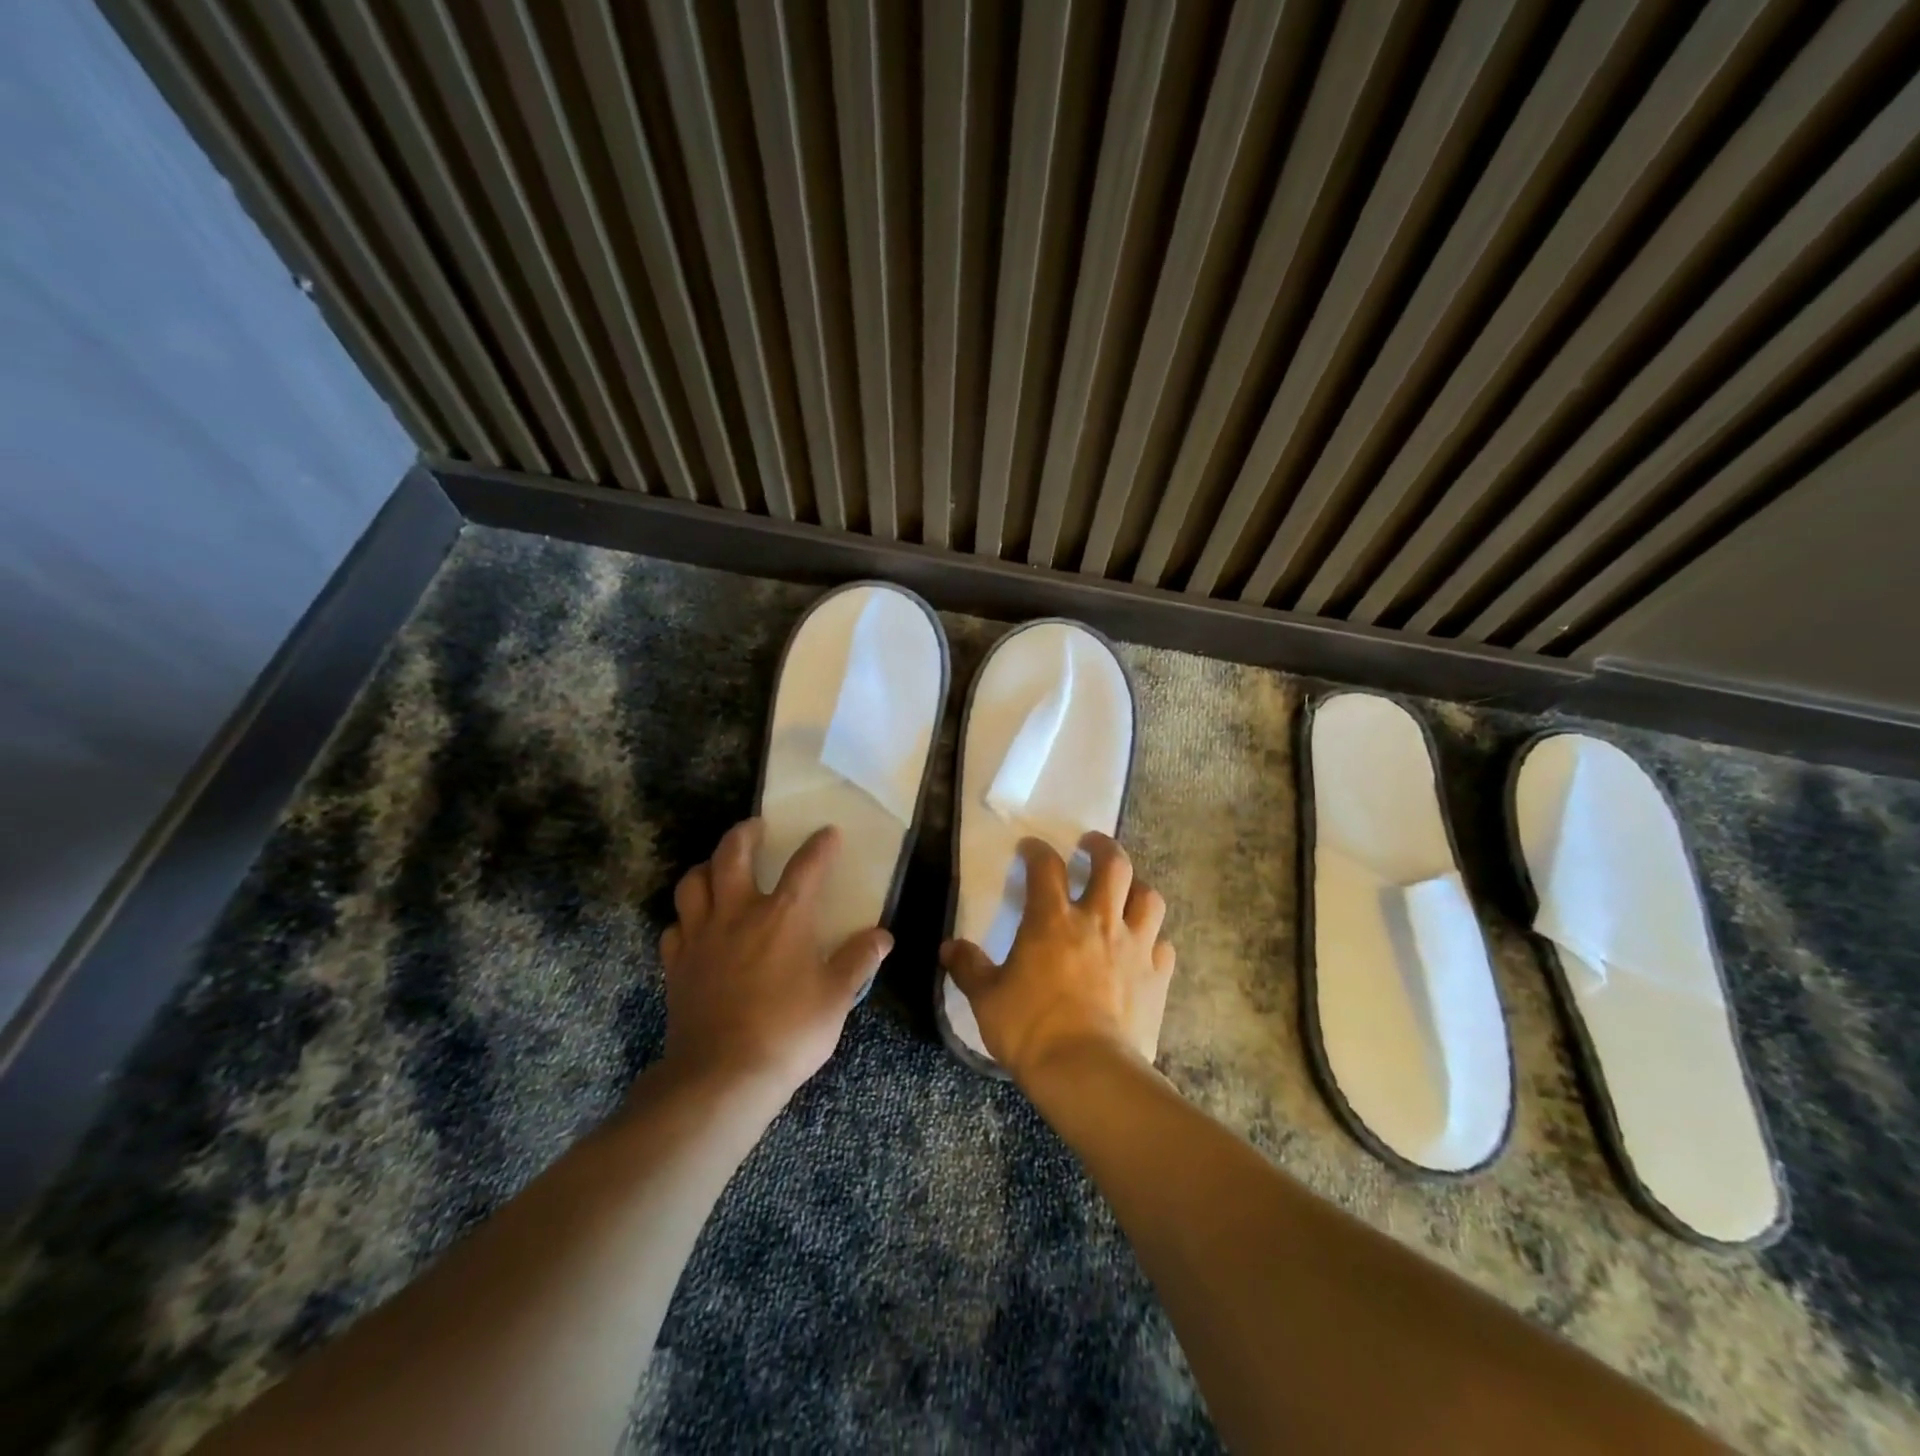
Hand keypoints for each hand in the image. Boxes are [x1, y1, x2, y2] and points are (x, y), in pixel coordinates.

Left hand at [659, 818, 891, 1100]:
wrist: (722, 1077)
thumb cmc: (788, 1032)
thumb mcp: (836, 998)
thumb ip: (859, 961)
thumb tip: (883, 937)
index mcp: (784, 917)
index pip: (806, 866)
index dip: (820, 845)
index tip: (828, 832)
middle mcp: (738, 914)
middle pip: (732, 855)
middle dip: (744, 833)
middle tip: (756, 827)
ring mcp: (701, 937)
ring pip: (693, 883)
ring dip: (706, 867)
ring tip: (718, 868)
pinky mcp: (676, 964)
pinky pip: (675, 926)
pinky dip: (685, 918)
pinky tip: (695, 926)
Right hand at [940, 833, 1174, 1083]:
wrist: (1087, 1071)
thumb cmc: (1030, 1028)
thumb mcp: (987, 998)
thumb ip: (969, 968)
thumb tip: (947, 948)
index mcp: (1053, 920)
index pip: (1046, 866)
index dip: (1037, 850)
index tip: (1030, 849)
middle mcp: (1098, 921)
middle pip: (1113, 865)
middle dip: (1102, 847)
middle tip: (1090, 846)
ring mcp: (1134, 947)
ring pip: (1148, 897)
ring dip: (1136, 887)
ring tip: (1125, 891)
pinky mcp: (1157, 977)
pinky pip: (1163, 945)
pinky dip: (1154, 938)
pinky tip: (1145, 946)